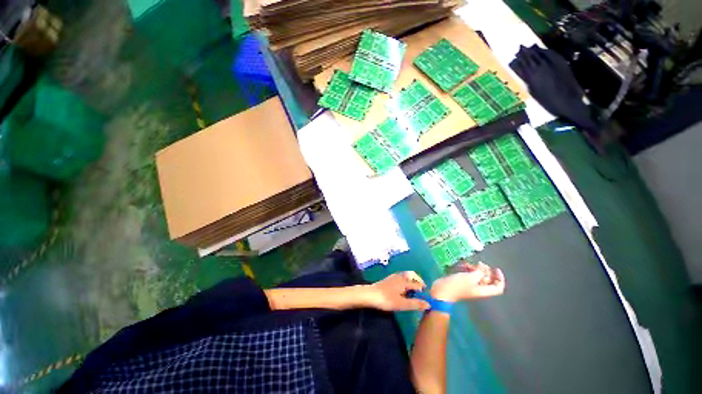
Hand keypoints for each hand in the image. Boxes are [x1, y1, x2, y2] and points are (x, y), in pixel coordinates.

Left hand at [365, 271, 430, 311]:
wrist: (371, 294)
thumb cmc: (387, 299)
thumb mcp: (402, 304)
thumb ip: (415, 304)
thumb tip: (428, 304)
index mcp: (405, 281)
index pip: (418, 284)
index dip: (423, 290)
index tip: (427, 297)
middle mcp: (400, 276)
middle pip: (412, 275)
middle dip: (418, 281)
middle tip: (422, 289)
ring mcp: (394, 276)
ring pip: (406, 275)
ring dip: (412, 280)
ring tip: (414, 290)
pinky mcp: (389, 279)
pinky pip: (401, 277)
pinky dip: (406, 280)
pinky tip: (403, 289)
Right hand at [431, 262, 504, 301]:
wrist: (442, 290)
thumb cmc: (457, 285)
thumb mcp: (470, 277)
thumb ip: (479, 271)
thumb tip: (483, 267)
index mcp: (483, 290)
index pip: (498, 287)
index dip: (499, 278)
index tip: (496, 268)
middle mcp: (478, 288)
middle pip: (488, 280)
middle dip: (485, 271)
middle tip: (479, 264)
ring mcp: (470, 285)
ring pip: (478, 276)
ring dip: (475, 269)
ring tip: (469, 264)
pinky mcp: (462, 282)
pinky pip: (469, 275)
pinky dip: (468, 270)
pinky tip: (463, 265)